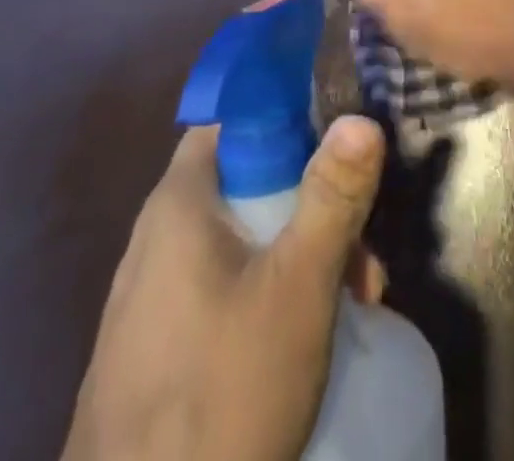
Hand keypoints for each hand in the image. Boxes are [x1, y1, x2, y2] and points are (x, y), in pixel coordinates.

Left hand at [63, 116, 386, 460]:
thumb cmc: (221, 396)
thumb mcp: (297, 288)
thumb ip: (332, 196)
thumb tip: (360, 116)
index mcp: (178, 202)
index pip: (233, 119)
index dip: (289, 116)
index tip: (340, 141)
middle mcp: (155, 238)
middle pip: (245, 183)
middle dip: (311, 203)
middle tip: (363, 248)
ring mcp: (150, 299)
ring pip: (239, 242)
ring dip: (298, 254)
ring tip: (355, 301)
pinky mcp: (154, 352)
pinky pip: (219, 291)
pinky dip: (267, 294)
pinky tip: (305, 342)